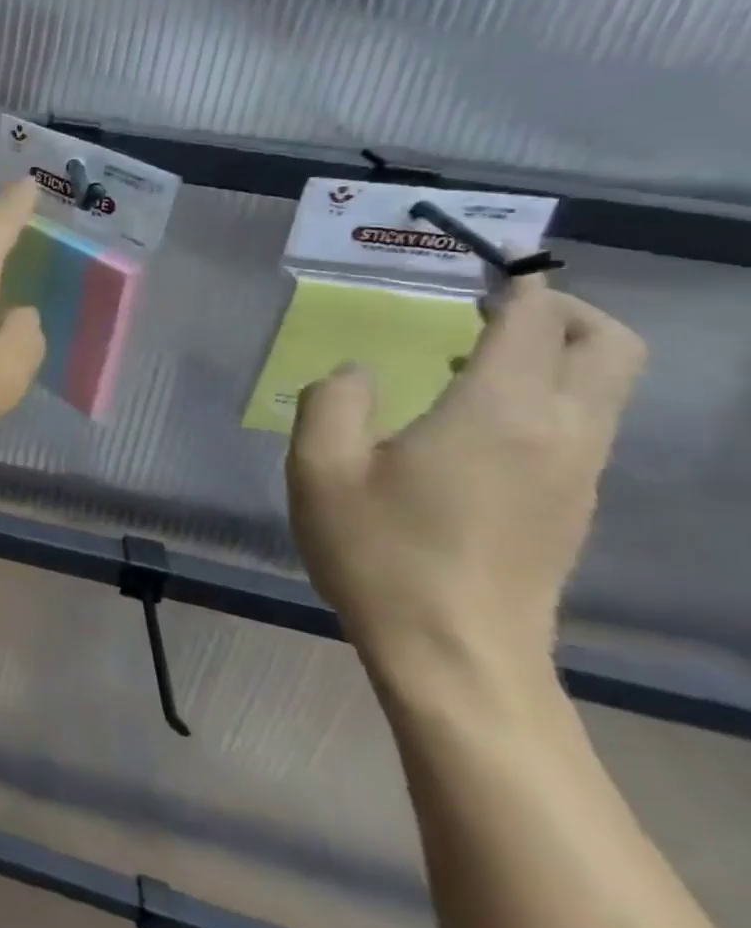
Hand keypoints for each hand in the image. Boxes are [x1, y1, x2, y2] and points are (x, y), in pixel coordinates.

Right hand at [286, 276, 645, 685]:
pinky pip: (582, 423)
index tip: (479, 271)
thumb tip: (357, 372)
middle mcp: (558, 431)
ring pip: (604, 385)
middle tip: (491, 309)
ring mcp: (576, 471)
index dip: (515, 285)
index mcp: (496, 412)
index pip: (533, 322)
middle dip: (563, 310)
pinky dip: (546, 395)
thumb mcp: (320, 468)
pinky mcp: (573, 504)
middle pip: (607, 345)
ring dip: (553, 354)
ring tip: (464, 361)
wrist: (456, 655)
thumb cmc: (381, 553)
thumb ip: (332, 400)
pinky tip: (469, 422)